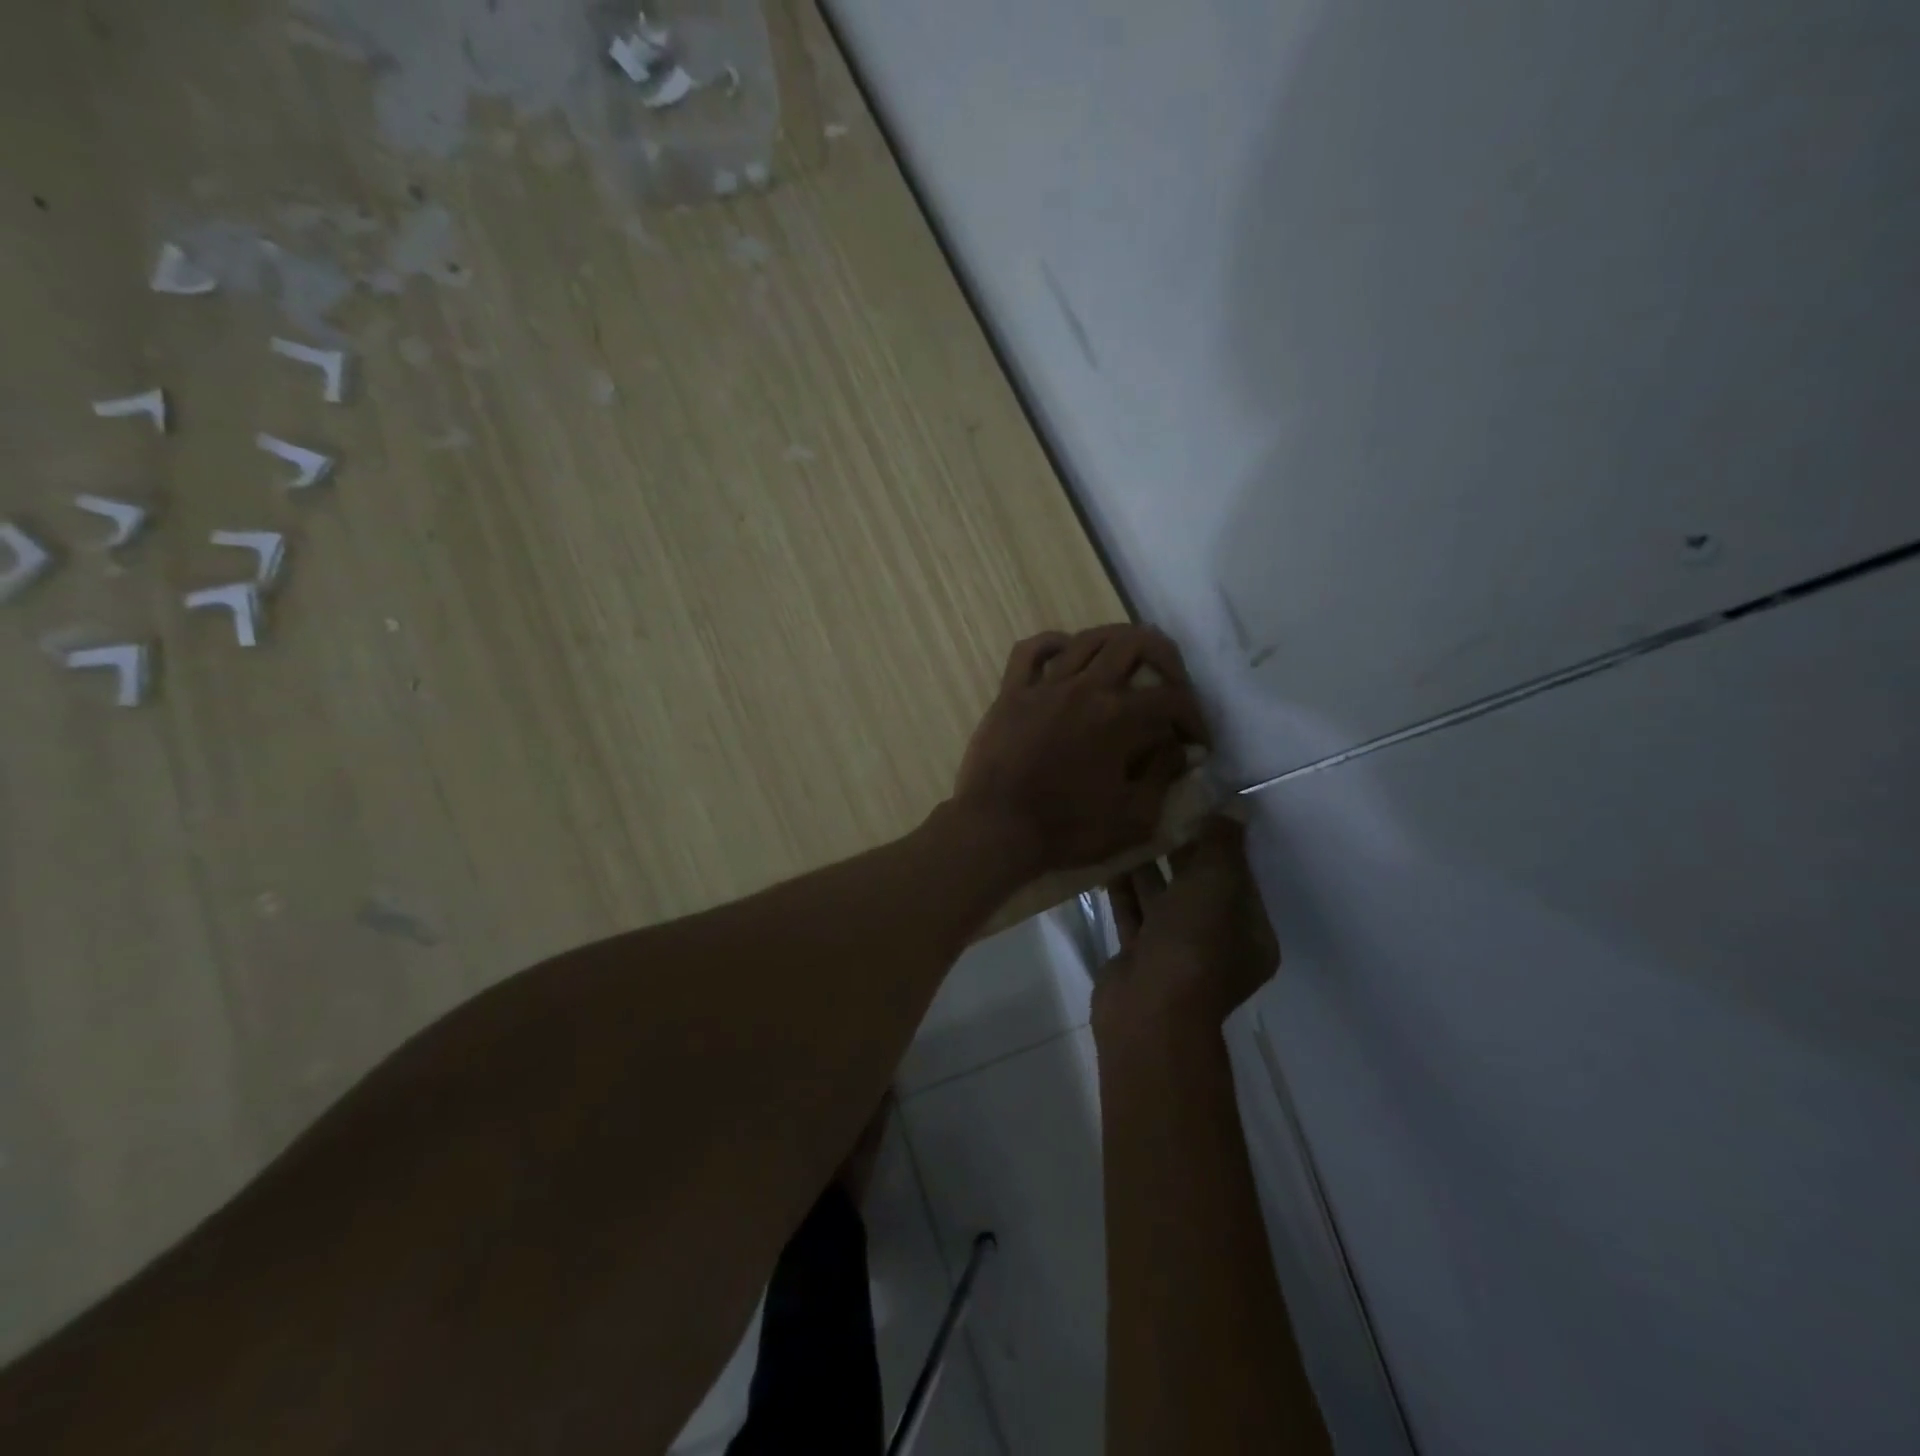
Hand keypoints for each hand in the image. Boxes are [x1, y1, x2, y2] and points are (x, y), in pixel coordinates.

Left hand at [950, 625, 1208, 876]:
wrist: (996, 829)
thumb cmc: (1066, 830)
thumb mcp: (1133, 819)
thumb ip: (1162, 777)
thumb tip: (1179, 750)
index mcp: (1118, 717)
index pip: (1172, 699)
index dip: (1194, 718)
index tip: (1197, 742)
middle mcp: (1085, 688)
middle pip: (1135, 643)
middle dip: (1166, 658)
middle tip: (1171, 685)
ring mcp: (1045, 685)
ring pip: (1088, 638)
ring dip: (1117, 642)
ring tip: (1128, 663)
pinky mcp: (1011, 692)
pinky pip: (1031, 650)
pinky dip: (1053, 643)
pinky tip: (1066, 655)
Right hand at [1092, 817, 1279, 1047]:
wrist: (1148, 1009)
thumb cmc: (1194, 944)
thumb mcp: (1217, 884)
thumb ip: (1223, 844)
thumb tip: (1232, 808)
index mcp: (1250, 933)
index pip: (1238, 877)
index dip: (1218, 842)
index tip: (1194, 807)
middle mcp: (1216, 943)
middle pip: (1198, 886)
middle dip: (1179, 850)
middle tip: (1156, 810)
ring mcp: (1175, 952)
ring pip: (1162, 899)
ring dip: (1148, 866)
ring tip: (1128, 825)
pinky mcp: (1138, 956)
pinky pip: (1133, 912)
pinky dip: (1123, 888)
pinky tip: (1108, 857)